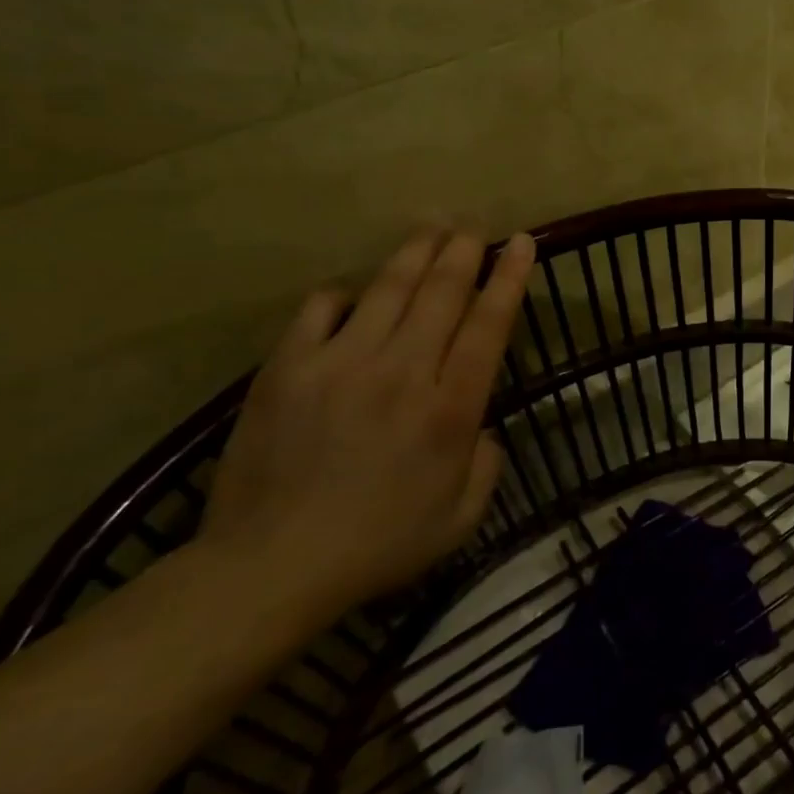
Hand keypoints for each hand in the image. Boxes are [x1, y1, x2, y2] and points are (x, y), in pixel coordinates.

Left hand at [202, 229, 536, 611]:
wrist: (270, 567)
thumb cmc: (378, 546)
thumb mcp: (461, 519)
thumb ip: (487, 464)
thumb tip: (480, 427)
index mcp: (450, 409)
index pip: (490, 324)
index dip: (510, 277)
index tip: (523, 242)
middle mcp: (404, 371)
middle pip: (442, 291)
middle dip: (465, 250)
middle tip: (475, 226)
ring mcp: (342, 363)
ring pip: (389, 287)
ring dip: (416, 251)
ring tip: (433, 226)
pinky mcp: (288, 367)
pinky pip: (322, 308)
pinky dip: (344, 293)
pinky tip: (354, 293)